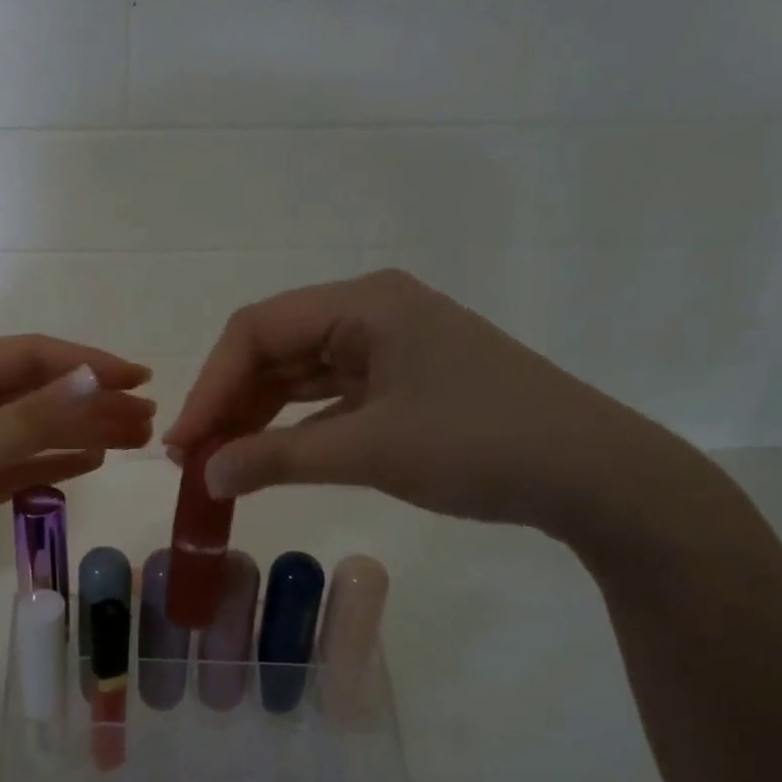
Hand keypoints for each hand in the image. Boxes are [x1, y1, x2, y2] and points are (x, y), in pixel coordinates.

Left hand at [0, 337, 153, 622]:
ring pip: (35, 431)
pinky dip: (56, 462)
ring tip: (135, 439)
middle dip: (93, 401)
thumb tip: (95, 378)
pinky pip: (22, 466)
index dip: (87, 363)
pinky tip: (92, 462)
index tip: (138, 380)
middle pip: (38, 393)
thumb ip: (31, 418)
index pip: (32, 358)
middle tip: (147, 418)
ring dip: (83, 431)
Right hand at [163, 269, 682, 538]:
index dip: (211, 385)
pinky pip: (328, 396)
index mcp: (365, 303)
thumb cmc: (481, 446)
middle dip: (229, 401)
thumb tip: (205, 476)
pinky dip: (294, 426)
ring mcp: (389, 347)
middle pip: (274, 347)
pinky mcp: (402, 381)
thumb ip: (278, 459)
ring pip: (298, 373)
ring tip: (220, 461)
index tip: (183, 443)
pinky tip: (268, 455)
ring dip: (257, 414)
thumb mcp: (370, 451)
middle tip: (194, 457)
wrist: (597, 477)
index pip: (258, 330)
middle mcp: (372, 312)